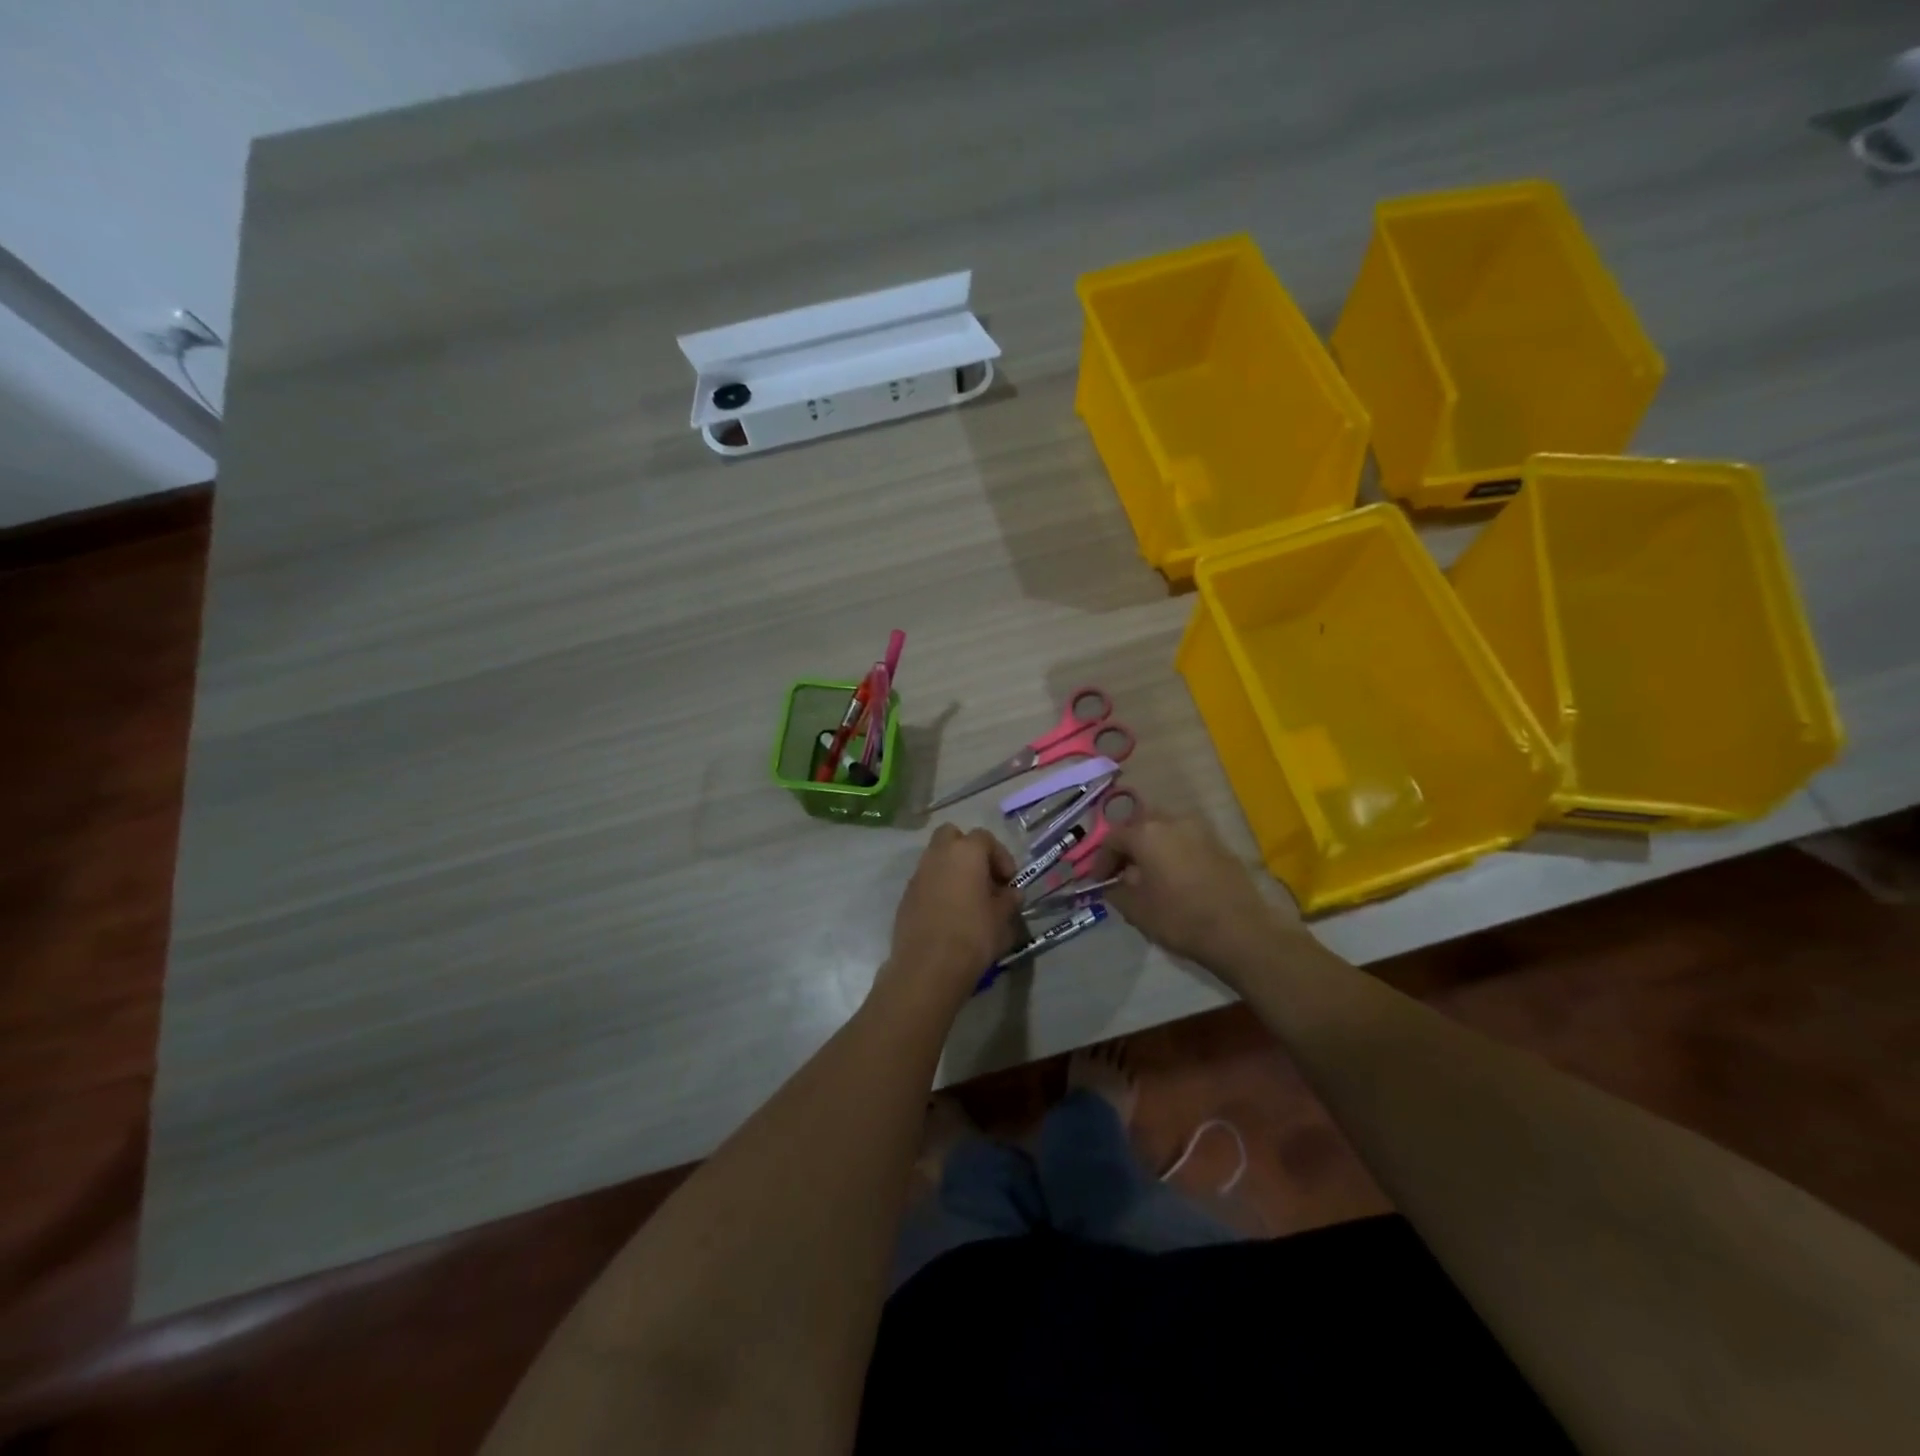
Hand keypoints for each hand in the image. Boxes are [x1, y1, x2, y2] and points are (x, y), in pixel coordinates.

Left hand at [881, 825, 1021, 1001]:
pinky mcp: (906, 896)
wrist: (928, 967)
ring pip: (936, 858)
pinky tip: (949, 913)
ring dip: (952, 870)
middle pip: (952, 836)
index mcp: (965, 852)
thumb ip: (1008, 900)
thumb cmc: (973, 936)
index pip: (985, 838)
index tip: (1008, 881)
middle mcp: (938, 855)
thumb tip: (1011, 893)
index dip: (1000, 856)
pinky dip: (938, 887)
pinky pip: (926, 881)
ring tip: (968, 898)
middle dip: (968, 850)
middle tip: (983, 877)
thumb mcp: (1001, 919)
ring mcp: (918, 875)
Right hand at [1094, 813, 1296, 966]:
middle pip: (1139, 825)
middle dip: (1127, 846)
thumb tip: (1113, 883)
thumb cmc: (1179, 918)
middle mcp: (1172, 821)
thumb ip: (1115, 890)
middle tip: (1122, 872)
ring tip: (1149, 875)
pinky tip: (1175, 878)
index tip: (1099, 882)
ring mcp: (1200, 830)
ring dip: (1152, 847)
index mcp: (1146, 832)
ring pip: (1165, 830)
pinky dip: (1174, 853)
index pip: (1113, 838)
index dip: (1101, 860)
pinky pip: (1186, 841)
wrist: (1240, 932)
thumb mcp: (1135, 909)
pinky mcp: (1220, 844)